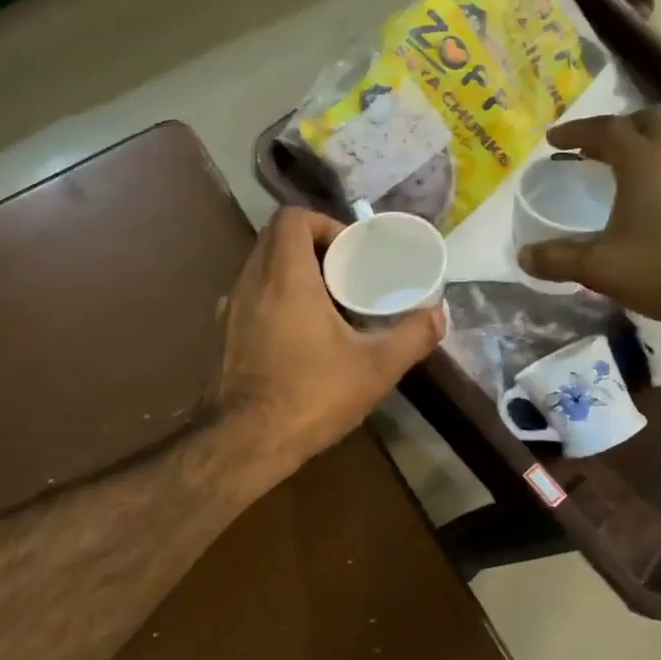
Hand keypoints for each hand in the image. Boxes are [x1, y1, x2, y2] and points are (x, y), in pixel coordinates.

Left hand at [214, 207, 444, 468]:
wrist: (244, 442)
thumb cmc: (310, 395)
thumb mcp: (375, 368)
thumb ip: (412, 337)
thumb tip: (438, 315)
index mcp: (284, 277)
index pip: (291, 218)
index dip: (323, 222)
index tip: (349, 251)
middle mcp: (249, 283)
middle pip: (275, 239)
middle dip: (312, 247)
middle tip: (345, 275)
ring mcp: (229, 309)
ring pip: (260, 268)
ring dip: (292, 274)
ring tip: (327, 305)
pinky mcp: (222, 335)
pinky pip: (250, 298)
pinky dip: (274, 299)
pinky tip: (298, 335)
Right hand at [517, 107, 660, 343]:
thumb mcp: (600, 269)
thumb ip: (558, 259)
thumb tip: (524, 256)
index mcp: (646, 164)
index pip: (608, 130)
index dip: (577, 131)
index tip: (554, 140)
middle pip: (655, 121)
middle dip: (626, 126)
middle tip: (603, 146)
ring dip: (660, 151)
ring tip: (641, 172)